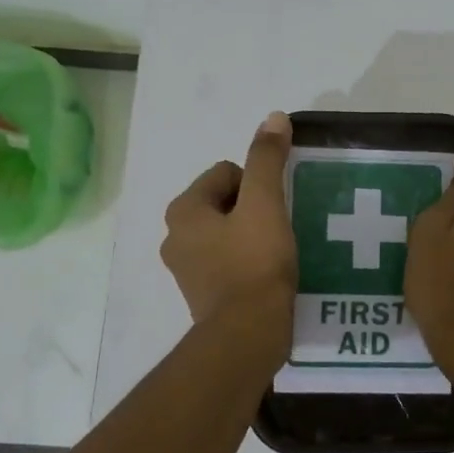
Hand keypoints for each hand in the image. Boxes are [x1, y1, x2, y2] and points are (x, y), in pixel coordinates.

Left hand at [162, 112, 297, 341]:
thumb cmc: (255, 263)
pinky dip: (246, 262)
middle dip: (253, 210)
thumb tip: (274, 117)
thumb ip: (267, 159)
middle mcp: (174, 237)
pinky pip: (227, 262)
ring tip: (277, 252)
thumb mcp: (265, 204)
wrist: (248, 335)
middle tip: (279, 230)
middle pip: (224, 202)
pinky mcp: (202, 295)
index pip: (226, 173)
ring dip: (251, 236)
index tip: (274, 210)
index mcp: (183, 210)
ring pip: (226, 233)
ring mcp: (186, 269)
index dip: (257, 185)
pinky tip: (268, 274)